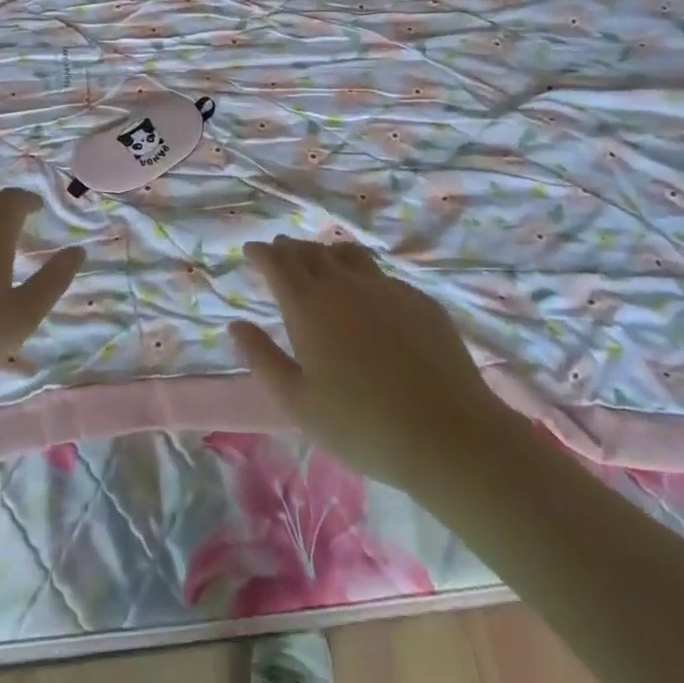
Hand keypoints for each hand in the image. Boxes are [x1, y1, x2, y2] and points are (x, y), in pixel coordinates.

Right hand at [231, 237, 502, 496]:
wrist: (447, 433)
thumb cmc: (361, 425)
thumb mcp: (298, 402)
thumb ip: (262, 358)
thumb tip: (236, 325)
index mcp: (309, 306)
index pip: (278, 263)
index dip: (262, 253)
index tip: (252, 250)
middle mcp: (345, 285)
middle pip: (311, 252)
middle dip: (290, 249)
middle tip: (280, 253)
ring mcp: (387, 288)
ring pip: (348, 255)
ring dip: (326, 253)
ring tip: (320, 261)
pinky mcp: (419, 300)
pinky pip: (381, 275)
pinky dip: (361, 274)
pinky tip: (367, 294)